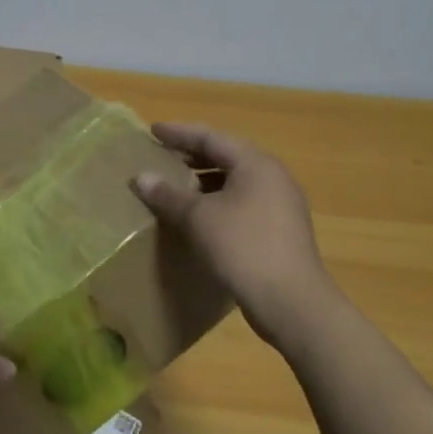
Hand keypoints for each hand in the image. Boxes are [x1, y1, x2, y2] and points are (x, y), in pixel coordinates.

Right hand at [131, 122, 339, 344]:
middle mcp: (273, 177)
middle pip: (226, 156)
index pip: (211, 137)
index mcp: (255, 164)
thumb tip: (141, 178)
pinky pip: (243, 203)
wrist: (291, 302)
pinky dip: (218, 201)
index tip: (153, 131)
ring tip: (176, 187)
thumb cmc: (242, 247)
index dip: (179, 133)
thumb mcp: (197, 218)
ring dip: (204, 181)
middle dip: (192, 156)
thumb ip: (168, 195)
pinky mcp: (281, 230)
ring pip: (235, 181)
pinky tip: (199, 217)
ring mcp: (281, 204)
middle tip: (161, 156)